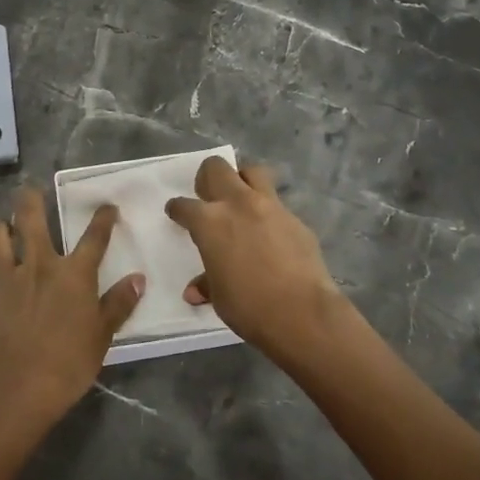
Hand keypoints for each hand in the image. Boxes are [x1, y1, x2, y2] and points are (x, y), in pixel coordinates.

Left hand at [0, 189, 144, 423]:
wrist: (24, 387)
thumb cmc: (71, 361)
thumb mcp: (104, 334)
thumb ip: (120, 303)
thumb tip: (138, 278)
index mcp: (72, 272)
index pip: (94, 237)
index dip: (103, 218)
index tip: (108, 206)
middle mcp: (37, 265)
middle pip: (30, 219)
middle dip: (29, 200)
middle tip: (29, 192)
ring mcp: (3, 280)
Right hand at [166, 157, 340, 357]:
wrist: (302, 312)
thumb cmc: (249, 306)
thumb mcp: (220, 296)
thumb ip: (207, 283)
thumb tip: (194, 292)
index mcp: (209, 222)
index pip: (184, 205)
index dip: (177, 209)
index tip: (177, 213)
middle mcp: (237, 204)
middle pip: (216, 168)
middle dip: (207, 177)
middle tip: (209, 197)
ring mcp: (270, 206)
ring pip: (252, 171)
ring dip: (242, 179)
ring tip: (241, 199)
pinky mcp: (295, 218)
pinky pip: (277, 202)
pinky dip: (268, 210)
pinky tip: (270, 231)